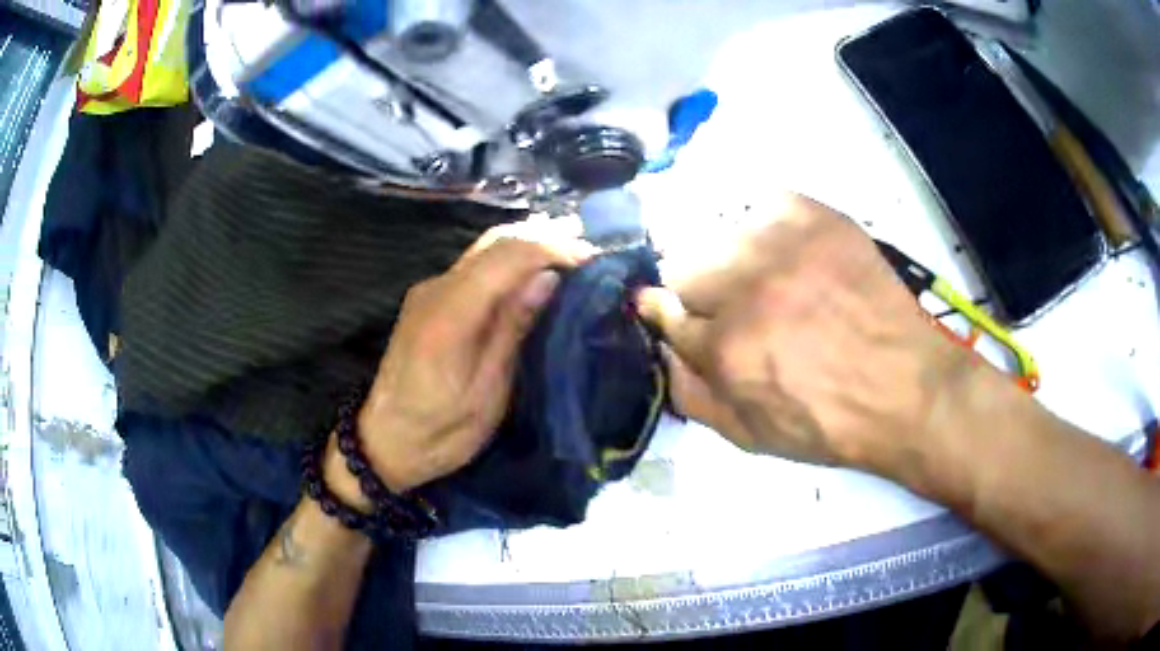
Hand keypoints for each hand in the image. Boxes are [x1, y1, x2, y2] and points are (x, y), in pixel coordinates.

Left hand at [348, 218, 596, 492]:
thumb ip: (513, 329)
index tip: (592, 259)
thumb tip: (547, 278)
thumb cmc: (441, 432)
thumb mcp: (487, 393)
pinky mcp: (429, 299)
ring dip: (528, 246)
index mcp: (449, 315)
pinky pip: (475, 266)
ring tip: (571, 252)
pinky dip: (509, 262)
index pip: (506, 257)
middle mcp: (435, 289)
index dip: (553, 249)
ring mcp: (429, 290)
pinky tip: (533, 271)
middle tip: (589, 250)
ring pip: (484, 249)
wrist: (384, 442)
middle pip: (495, 242)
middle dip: (545, 238)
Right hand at [637, 194, 979, 473]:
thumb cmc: (828, 423)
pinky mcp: (816, 218)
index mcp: (725, 348)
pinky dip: (766, 225)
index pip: (662, 309)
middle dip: (696, 290)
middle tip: (731, 307)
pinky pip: (763, 203)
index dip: (669, 315)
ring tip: (765, 279)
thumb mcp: (748, 435)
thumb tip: (659, 347)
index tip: (677, 315)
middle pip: (680, 264)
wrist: (905, 388)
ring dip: (730, 259)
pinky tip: (789, 252)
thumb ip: (690, 394)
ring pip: (719, 233)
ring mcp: (783, 244)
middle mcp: (746, 288)